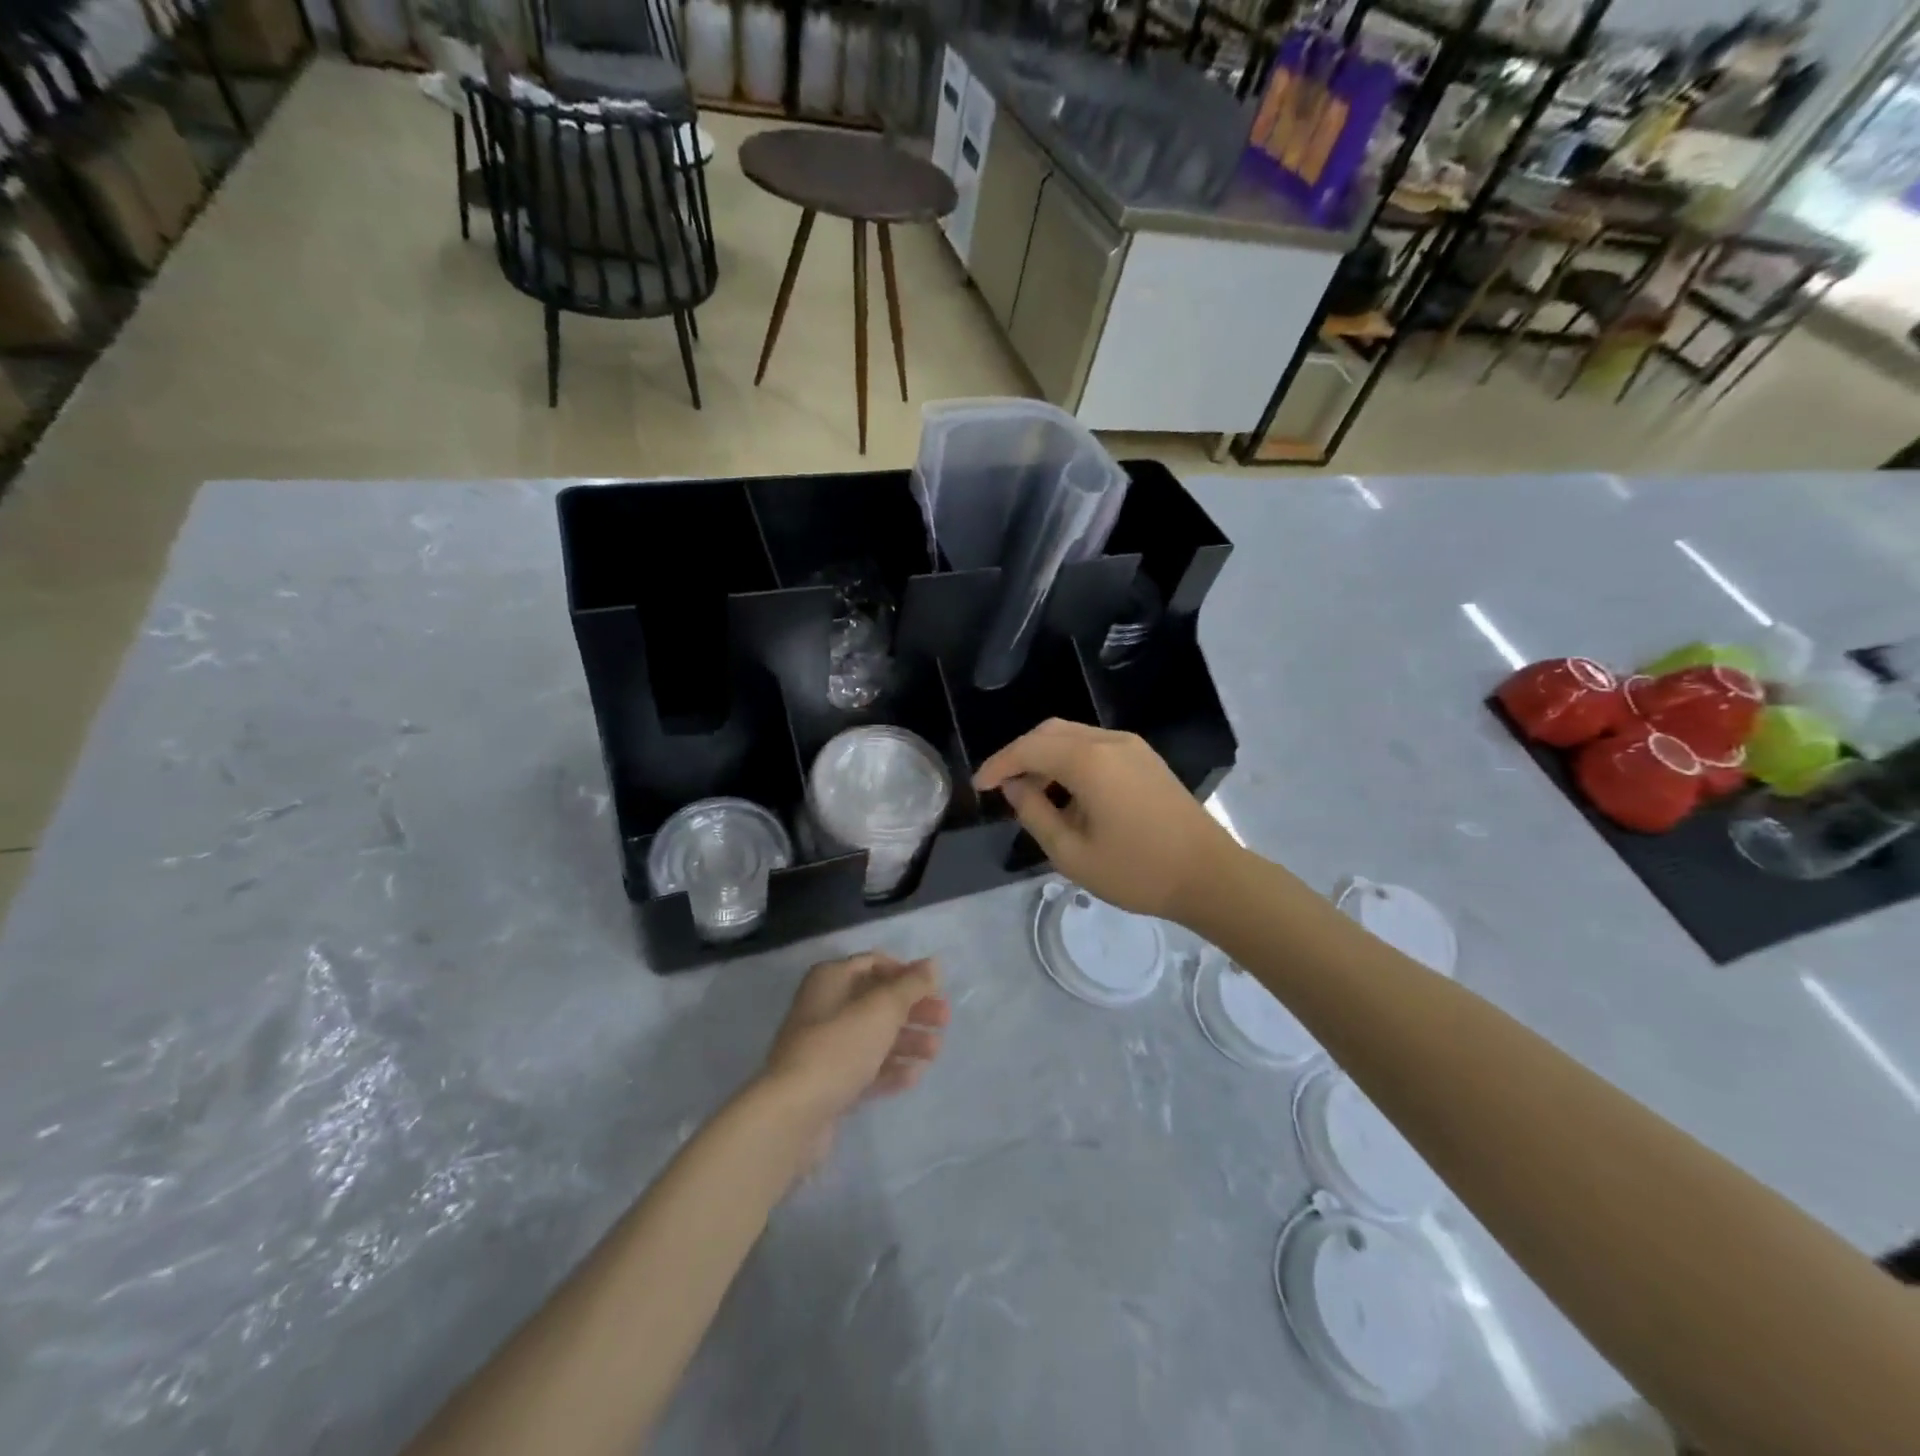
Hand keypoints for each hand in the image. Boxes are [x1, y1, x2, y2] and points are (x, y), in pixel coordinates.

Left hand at [761, 953, 948, 1161]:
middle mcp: (824, 1007)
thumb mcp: (883, 1008)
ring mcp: (824, 1048)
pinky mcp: (828, 1083)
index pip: (873, 964)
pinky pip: (864, 1069)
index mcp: (830, 979)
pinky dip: (889, 1069)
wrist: (793, 1113)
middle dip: (912, 1009)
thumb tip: (933, 964)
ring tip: (935, 1052)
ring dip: (906, 1041)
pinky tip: (914, 1076)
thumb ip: (911, 985)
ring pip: (873, 1036)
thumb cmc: (840, 1046)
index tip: (933, 988)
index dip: (905, 972)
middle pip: (876, 1001)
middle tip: (944, 1020)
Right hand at [973, 719, 1240, 923]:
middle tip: (1002, 787)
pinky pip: (1095, 746)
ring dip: (1046, 756)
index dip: (999, 764)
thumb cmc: (1138, 871)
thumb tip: (1015, 787)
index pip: (1029, 748)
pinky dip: (1070, 760)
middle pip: (1051, 731)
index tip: (979, 786)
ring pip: (1073, 736)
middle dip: (1021, 754)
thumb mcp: (1072, 854)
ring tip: (1032, 794)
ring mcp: (1132, 746)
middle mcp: (1110, 741)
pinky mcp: (1145, 758)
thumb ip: (1035, 814)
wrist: (1210, 876)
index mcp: (1090, 761)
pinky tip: (1067, 792)